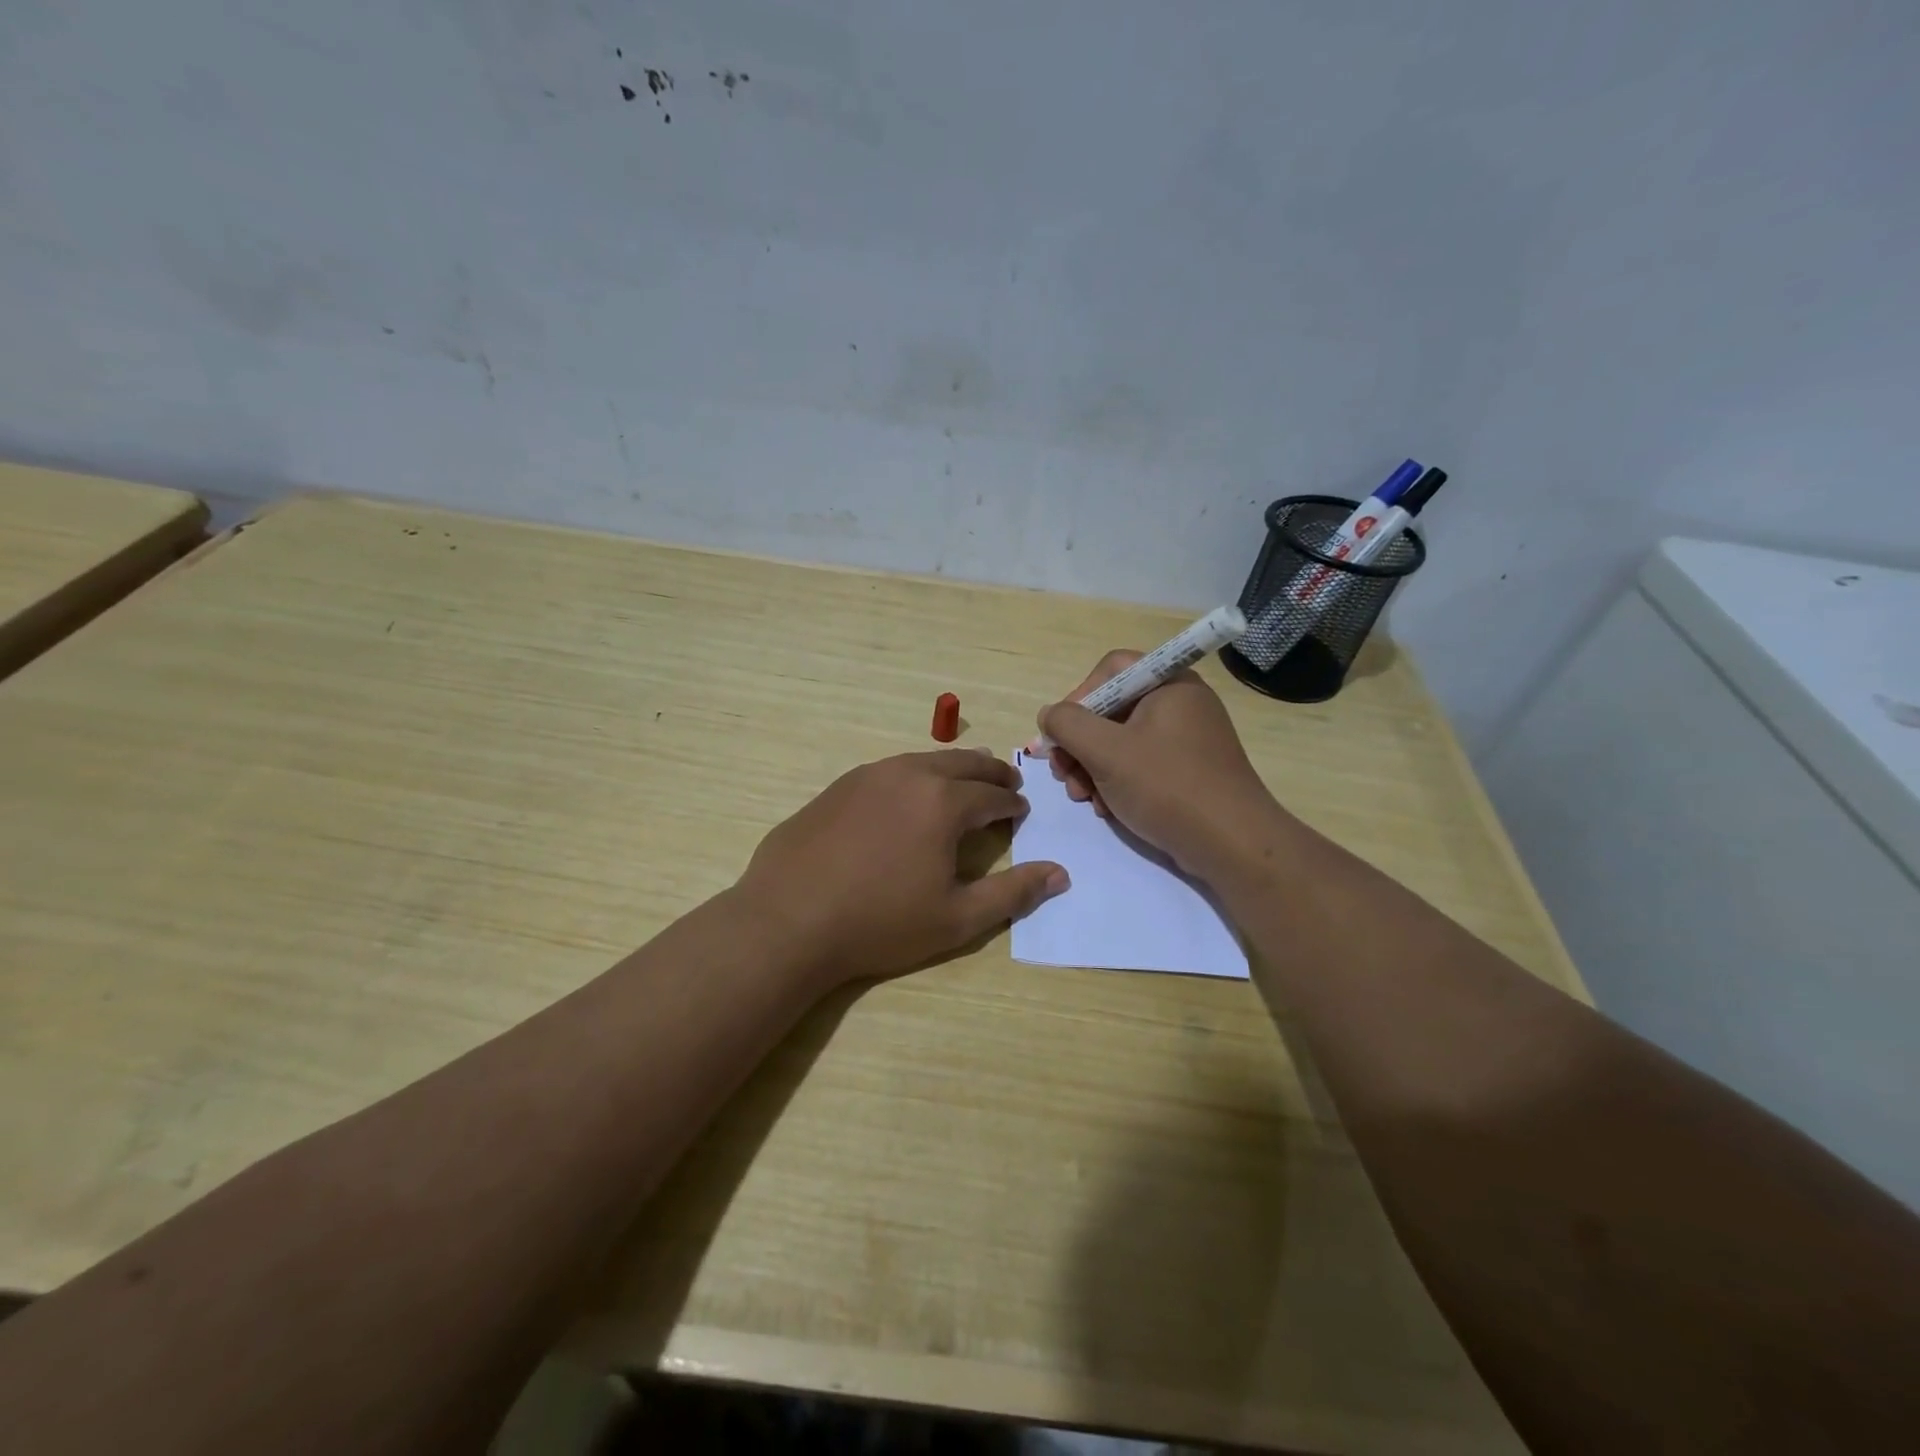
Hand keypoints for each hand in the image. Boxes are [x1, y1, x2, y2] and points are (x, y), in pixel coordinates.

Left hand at [734, 749, 1068, 985]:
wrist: (788, 919)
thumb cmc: (880, 923)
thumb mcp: (957, 918)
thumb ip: (1013, 893)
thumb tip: (1060, 874)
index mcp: (944, 802)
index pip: (993, 795)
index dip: (1012, 803)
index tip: (1021, 811)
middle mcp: (910, 774)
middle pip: (963, 763)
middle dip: (990, 773)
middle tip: (1007, 782)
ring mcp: (869, 775)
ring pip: (924, 760)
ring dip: (952, 769)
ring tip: (964, 781)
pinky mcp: (839, 786)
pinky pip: (891, 770)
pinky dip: (914, 775)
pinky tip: (909, 796)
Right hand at [1035, 651, 1290, 881]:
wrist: (1232, 844)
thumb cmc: (1167, 787)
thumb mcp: (1106, 752)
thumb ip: (1068, 725)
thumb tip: (1049, 715)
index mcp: (1169, 684)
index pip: (1111, 670)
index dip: (1079, 696)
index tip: (1062, 733)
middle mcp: (1180, 704)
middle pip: (1112, 708)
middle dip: (1080, 743)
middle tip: (1064, 775)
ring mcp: (1186, 739)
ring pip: (1122, 741)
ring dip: (1092, 767)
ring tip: (1082, 797)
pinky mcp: (1188, 771)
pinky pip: (1141, 764)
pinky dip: (1117, 782)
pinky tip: (1106, 808)